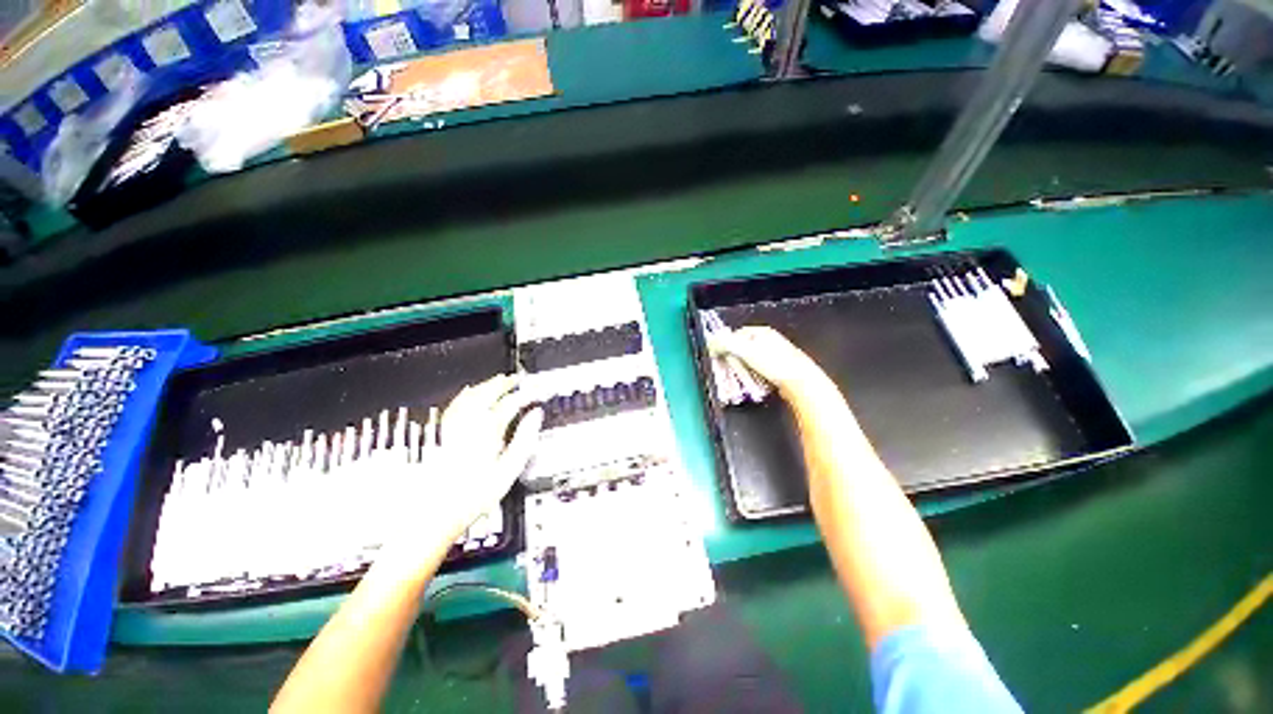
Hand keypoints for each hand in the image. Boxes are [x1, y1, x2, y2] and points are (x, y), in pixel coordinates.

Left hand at [380, 374, 542, 562]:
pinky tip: (470, 394)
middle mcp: (467, 424)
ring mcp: (451, 427)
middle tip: (517, 380)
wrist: (433, 516)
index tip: (536, 393)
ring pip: (470, 396)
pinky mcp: (440, 434)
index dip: (525, 395)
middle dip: (504, 384)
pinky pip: (455, 405)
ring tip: (498, 382)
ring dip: (486, 386)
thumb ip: (525, 439)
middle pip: (487, 393)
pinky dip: (466, 395)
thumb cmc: (473, 497)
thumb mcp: (509, 471)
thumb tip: (535, 416)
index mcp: (487, 431)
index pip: (510, 404)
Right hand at [708, 326, 826, 394]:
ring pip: (750, 362)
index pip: (735, 335)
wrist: (800, 382)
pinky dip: (754, 376)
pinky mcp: (779, 368)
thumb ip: (726, 344)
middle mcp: (768, 340)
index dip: (726, 346)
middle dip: (734, 361)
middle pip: (742, 349)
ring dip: (744, 371)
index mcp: (761, 332)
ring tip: (743, 380)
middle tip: (730, 372)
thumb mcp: (746, 352)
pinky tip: (754, 383)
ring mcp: (775, 354)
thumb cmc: (775, 364)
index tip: (720, 357)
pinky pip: (759, 371)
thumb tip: (711, 342)